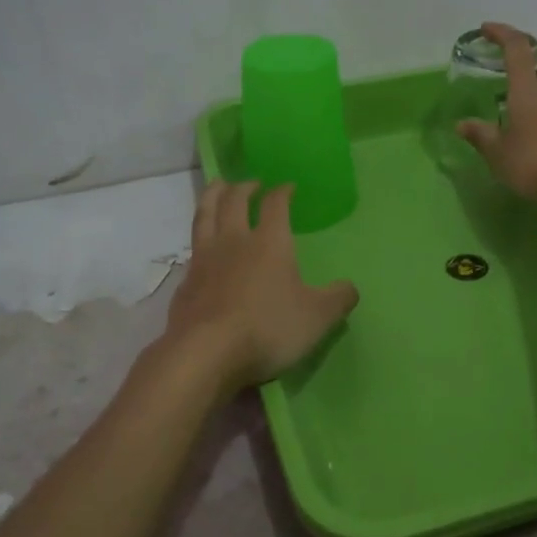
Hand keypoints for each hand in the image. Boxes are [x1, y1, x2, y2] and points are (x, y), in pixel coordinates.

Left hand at [164, 181, 359, 390]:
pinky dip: (199, 240)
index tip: (288, 187)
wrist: (206, 353)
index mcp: (269, 243)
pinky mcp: (185, 283)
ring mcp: (204, 260)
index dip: (282, 192)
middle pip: (234, 200)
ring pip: (205, 215)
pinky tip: (201, 247)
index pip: (275, 205)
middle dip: (244, 187)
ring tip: (217, 187)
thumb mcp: (317, 317)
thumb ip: (338, 299)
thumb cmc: (268, 328)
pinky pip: (192, 250)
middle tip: (251, 182)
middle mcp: (234, 241)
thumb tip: (350, 288)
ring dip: (213, 196)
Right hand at [457, 22, 536, 203]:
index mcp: (527, 90)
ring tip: (518, 99)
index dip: (502, 33)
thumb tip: (462, 125)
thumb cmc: (531, 161)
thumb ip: (480, 135)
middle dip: (529, 59)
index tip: (486, 29)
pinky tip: (529, 125)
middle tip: (510, 69)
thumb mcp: (496, 151)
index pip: (517, 49)